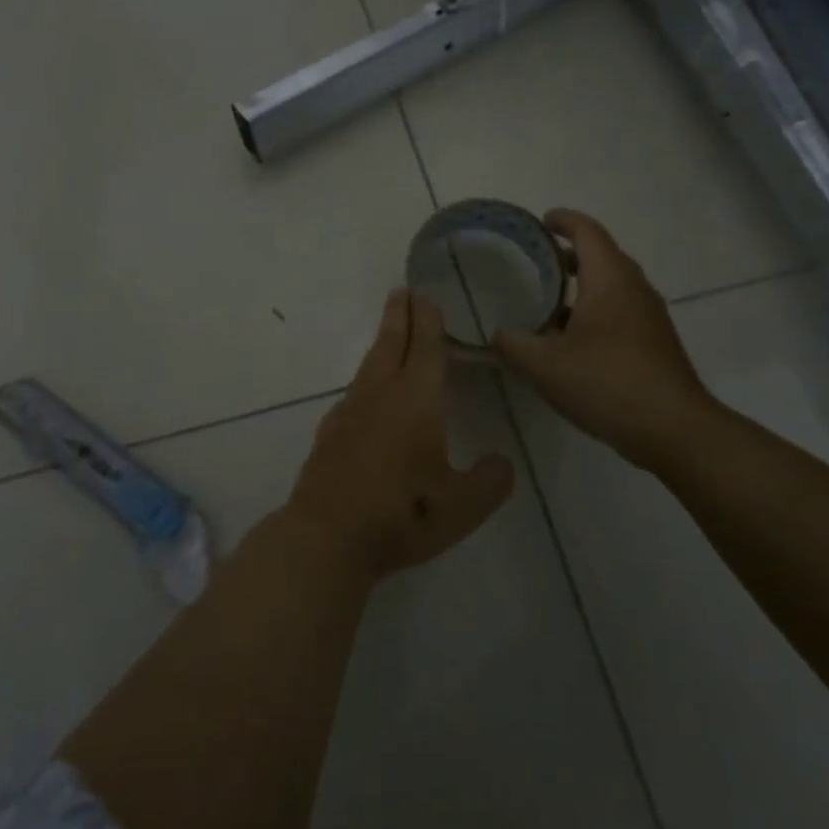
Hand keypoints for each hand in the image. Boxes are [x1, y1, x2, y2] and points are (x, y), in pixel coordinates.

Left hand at [283, 290, 514, 581]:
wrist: (327, 536)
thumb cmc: (402, 514)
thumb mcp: (463, 506)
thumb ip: (490, 481)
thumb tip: (501, 463)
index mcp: (415, 400)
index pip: (424, 347)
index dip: (428, 320)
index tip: (425, 295)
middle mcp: (379, 395)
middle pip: (390, 343)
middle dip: (399, 315)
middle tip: (401, 291)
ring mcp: (349, 412)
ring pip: (369, 365)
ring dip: (382, 342)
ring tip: (390, 334)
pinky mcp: (330, 433)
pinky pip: (354, 392)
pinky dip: (367, 379)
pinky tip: (368, 397)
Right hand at [492, 209, 719, 459]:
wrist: (673, 429)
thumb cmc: (606, 383)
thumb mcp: (544, 366)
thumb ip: (513, 345)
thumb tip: (497, 335)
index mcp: (609, 280)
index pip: (587, 232)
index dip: (564, 220)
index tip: (542, 221)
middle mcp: (634, 288)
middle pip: (604, 255)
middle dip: (572, 252)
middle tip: (539, 260)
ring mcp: (650, 316)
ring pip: (614, 285)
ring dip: (585, 284)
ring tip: (551, 300)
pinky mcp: (656, 342)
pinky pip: (622, 310)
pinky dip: (597, 309)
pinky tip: (574, 339)